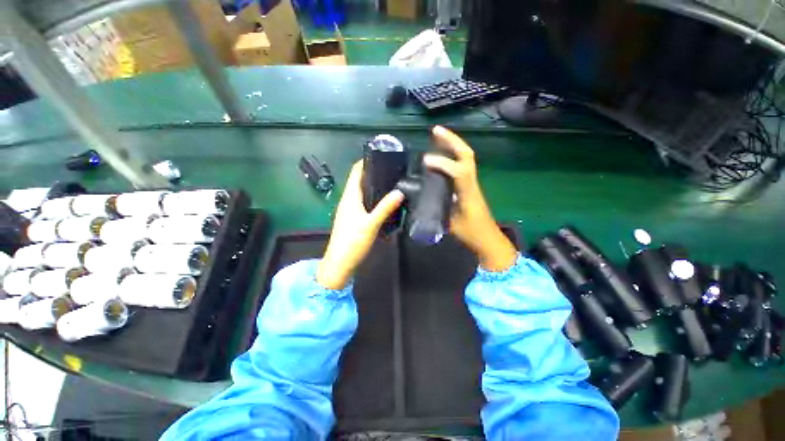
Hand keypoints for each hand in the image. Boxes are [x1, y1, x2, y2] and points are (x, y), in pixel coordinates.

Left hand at [317, 161, 404, 289]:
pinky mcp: (353, 218)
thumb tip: (400, 192)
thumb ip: (385, 208)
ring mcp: (350, 210)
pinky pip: (363, 202)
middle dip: (374, 172)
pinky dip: (373, 198)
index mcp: (350, 196)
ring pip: (362, 192)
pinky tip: (384, 202)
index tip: (382, 155)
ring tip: (391, 183)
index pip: (356, 171)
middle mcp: (348, 200)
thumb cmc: (352, 241)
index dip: (366, 161)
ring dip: (374, 185)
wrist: (340, 263)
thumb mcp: (371, 224)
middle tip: (392, 170)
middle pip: (360, 180)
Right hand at [424, 126, 516, 271]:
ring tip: (438, 137)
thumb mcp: (452, 225)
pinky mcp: (470, 187)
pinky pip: (462, 165)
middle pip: (467, 156)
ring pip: (466, 158)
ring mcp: (472, 184)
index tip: (425, 161)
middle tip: (436, 131)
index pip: (459, 172)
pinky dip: (452, 156)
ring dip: (453, 145)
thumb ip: (439, 208)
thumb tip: (425, 196)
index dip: (443, 163)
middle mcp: (472, 184)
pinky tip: (442, 156)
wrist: (489, 240)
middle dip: (452, 141)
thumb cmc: (472, 234)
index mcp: (468, 194)